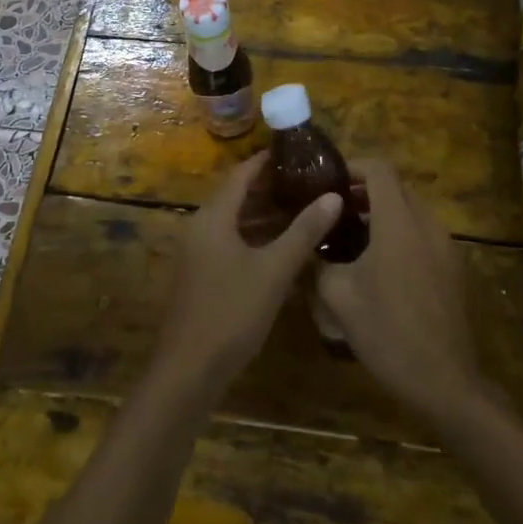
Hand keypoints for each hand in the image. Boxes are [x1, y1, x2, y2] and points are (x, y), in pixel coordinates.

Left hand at [155, 152, 343, 392]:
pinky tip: (283, 246)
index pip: (241, 174)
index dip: (267, 160)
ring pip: (235, 221)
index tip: (299, 152)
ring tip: (303, 207)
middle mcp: (201, 227)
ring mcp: (198, 253)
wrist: (188, 371)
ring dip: (265, 214)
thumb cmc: (231, 312)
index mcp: (213, 217)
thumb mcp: (274, 270)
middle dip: (271, 187)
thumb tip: (334, 196)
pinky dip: (255, 237)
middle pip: (237, 195)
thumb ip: (304, 231)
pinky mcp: (201, 275)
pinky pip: (230, 242)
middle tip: (309, 180)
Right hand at [317, 160, 482, 419]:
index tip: (329, 180)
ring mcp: (446, 247)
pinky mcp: (453, 269)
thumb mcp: (338, 296)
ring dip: (384, 213)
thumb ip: (320, 262)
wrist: (443, 380)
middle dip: (366, 191)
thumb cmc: (386, 331)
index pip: (379, 169)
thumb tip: (311, 248)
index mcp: (399, 222)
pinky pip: (424, 235)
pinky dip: (401, 234)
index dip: (353, 166)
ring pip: (412, 212)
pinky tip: (380, 265)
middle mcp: (427, 225)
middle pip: (397, 187)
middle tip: (336, 209)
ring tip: (353, 237)